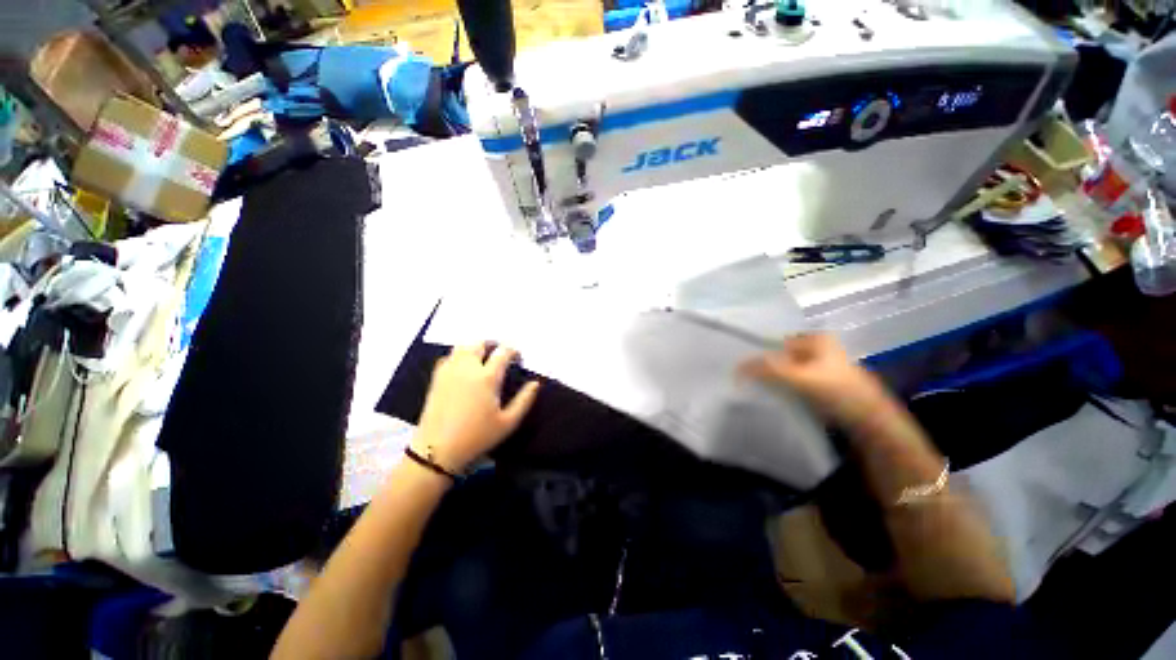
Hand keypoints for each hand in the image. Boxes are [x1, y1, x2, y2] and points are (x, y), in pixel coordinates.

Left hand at [412, 343, 540, 473]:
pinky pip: (449, 356)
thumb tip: (535, 383)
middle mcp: (468, 368)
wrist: (437, 450)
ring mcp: (449, 371)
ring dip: (476, 347)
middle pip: (480, 343)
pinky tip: (464, 366)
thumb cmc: (477, 437)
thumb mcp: (508, 422)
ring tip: (484, 357)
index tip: (518, 359)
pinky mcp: (437, 378)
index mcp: (487, 377)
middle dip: (493, 344)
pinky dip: (459, 355)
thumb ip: (524, 400)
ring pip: (462, 346)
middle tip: (501, 354)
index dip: (513, 351)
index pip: (503, 352)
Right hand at [739, 333, 890, 430]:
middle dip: (764, 366)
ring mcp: (820, 367)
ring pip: (786, 369)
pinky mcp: (820, 385)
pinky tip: (770, 394)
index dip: (758, 353)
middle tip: (743, 378)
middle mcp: (817, 349)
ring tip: (752, 386)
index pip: (776, 342)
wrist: (871, 423)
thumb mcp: (800, 378)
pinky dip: (781, 387)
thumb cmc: (839, 392)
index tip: (740, 367)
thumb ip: (768, 370)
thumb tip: (737, 367)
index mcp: (816, 339)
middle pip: (781, 355)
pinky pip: (793, 382)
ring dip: (771, 378)